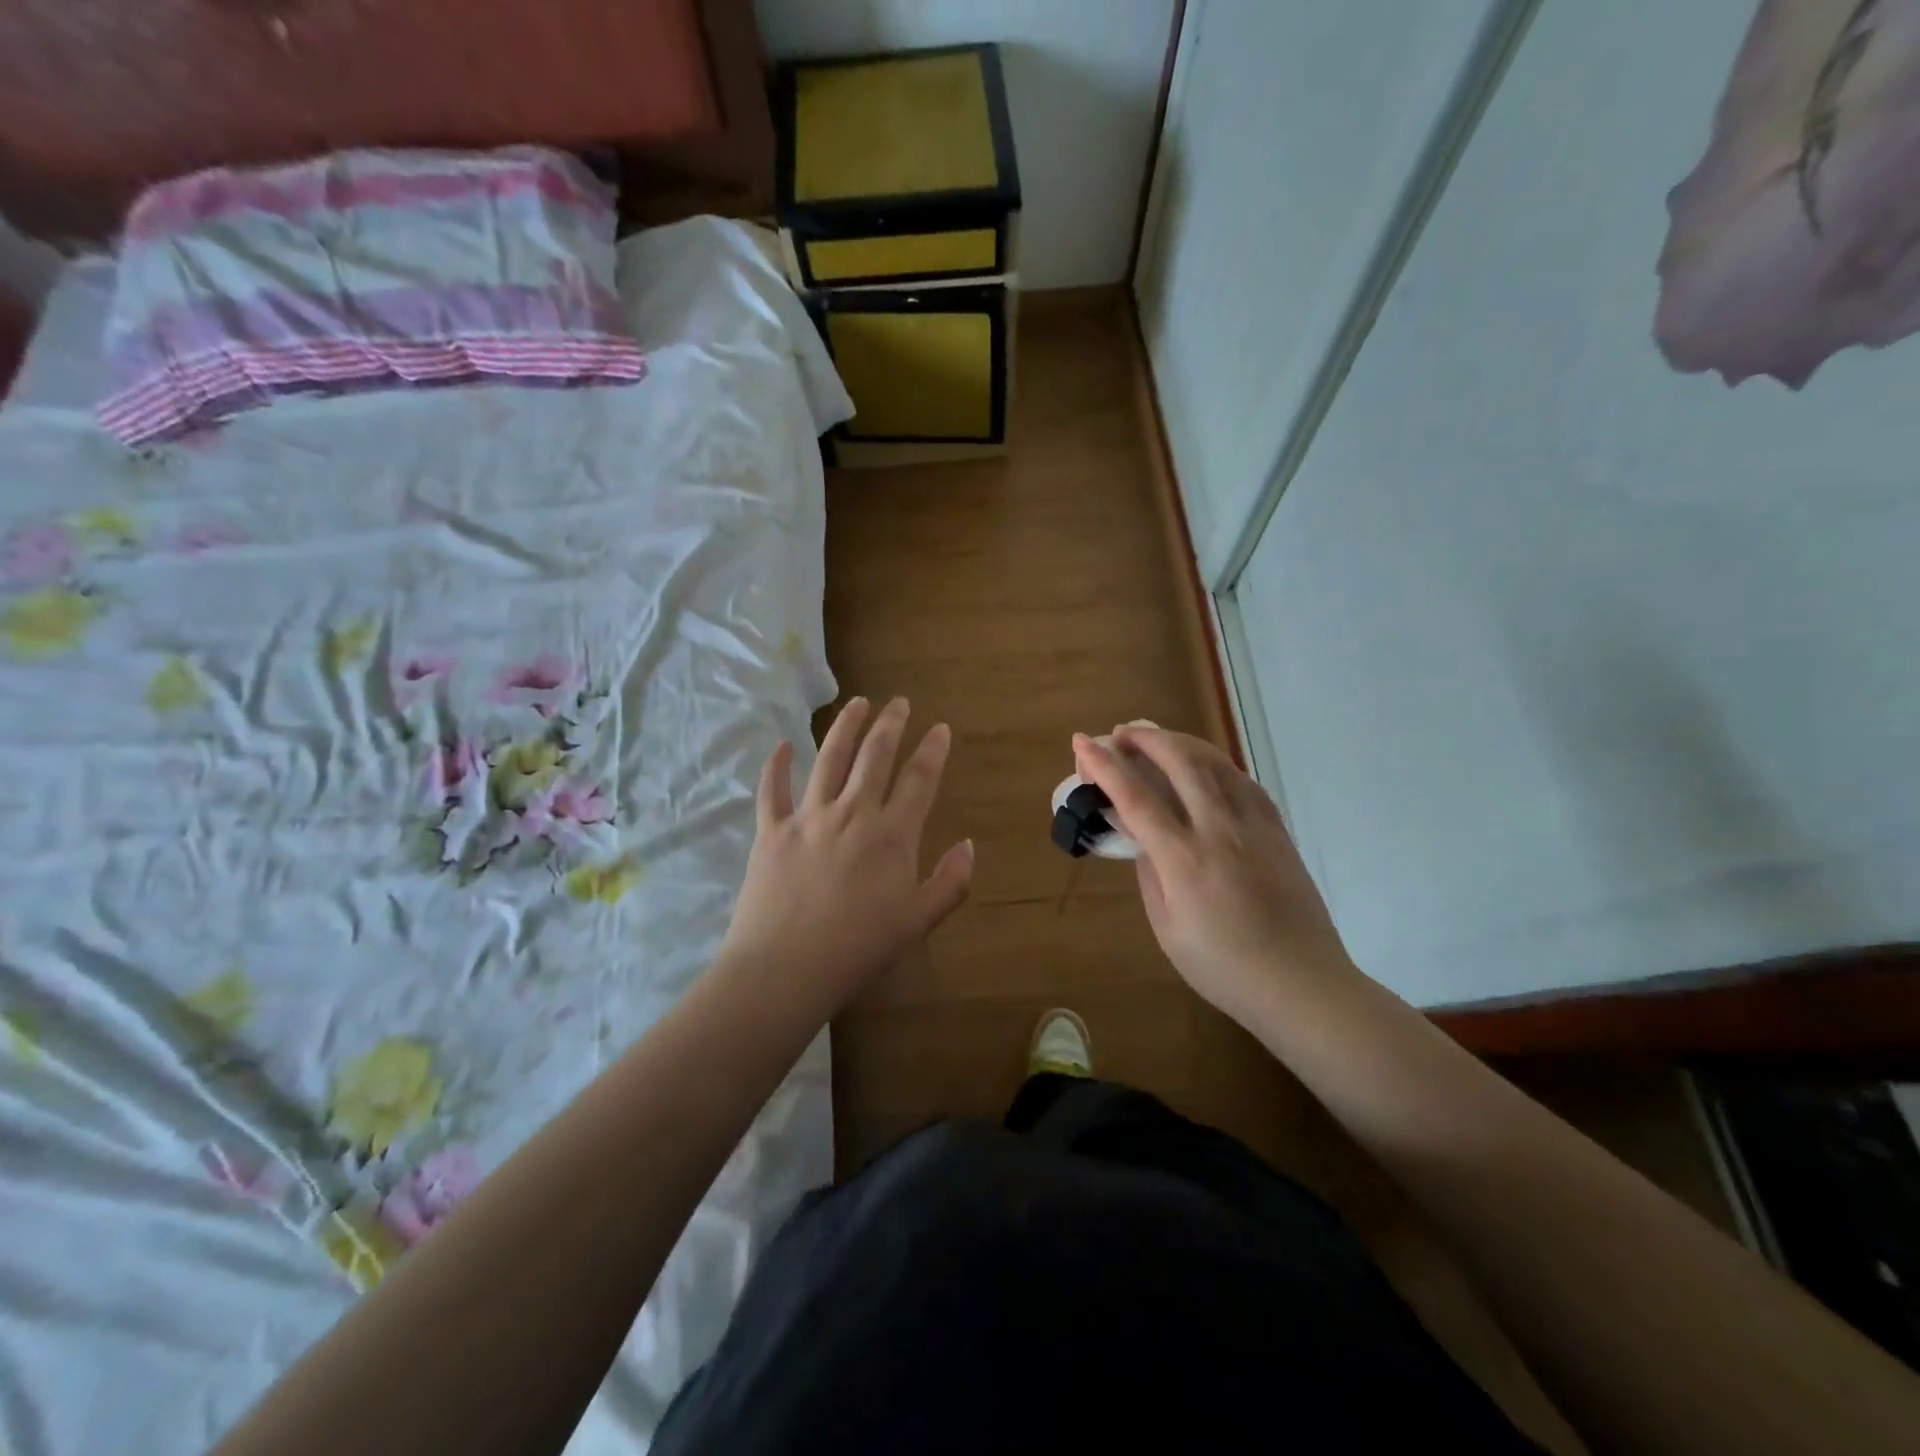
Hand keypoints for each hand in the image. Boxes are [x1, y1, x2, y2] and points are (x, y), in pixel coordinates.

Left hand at [720, 697, 973, 1015]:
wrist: (785, 970)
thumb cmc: (858, 950)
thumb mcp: (918, 922)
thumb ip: (950, 881)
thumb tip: (968, 844)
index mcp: (891, 835)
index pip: (919, 779)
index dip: (933, 750)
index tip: (940, 729)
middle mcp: (852, 813)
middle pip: (874, 756)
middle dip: (891, 724)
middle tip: (899, 702)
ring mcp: (808, 818)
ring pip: (828, 758)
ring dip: (845, 727)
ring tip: (857, 703)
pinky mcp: (771, 831)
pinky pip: (772, 790)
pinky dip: (776, 765)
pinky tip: (782, 744)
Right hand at [1072, 725, 1349, 1020]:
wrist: (1302, 984)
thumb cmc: (1224, 968)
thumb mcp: (1168, 928)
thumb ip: (1149, 872)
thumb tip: (1137, 832)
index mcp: (1184, 859)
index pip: (1135, 797)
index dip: (1104, 765)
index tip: (1082, 742)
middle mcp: (1219, 830)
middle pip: (1179, 761)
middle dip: (1144, 738)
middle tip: (1119, 734)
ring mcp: (1254, 825)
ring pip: (1214, 762)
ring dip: (1179, 741)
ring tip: (1155, 738)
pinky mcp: (1277, 830)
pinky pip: (1242, 780)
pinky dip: (1214, 762)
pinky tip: (1202, 765)